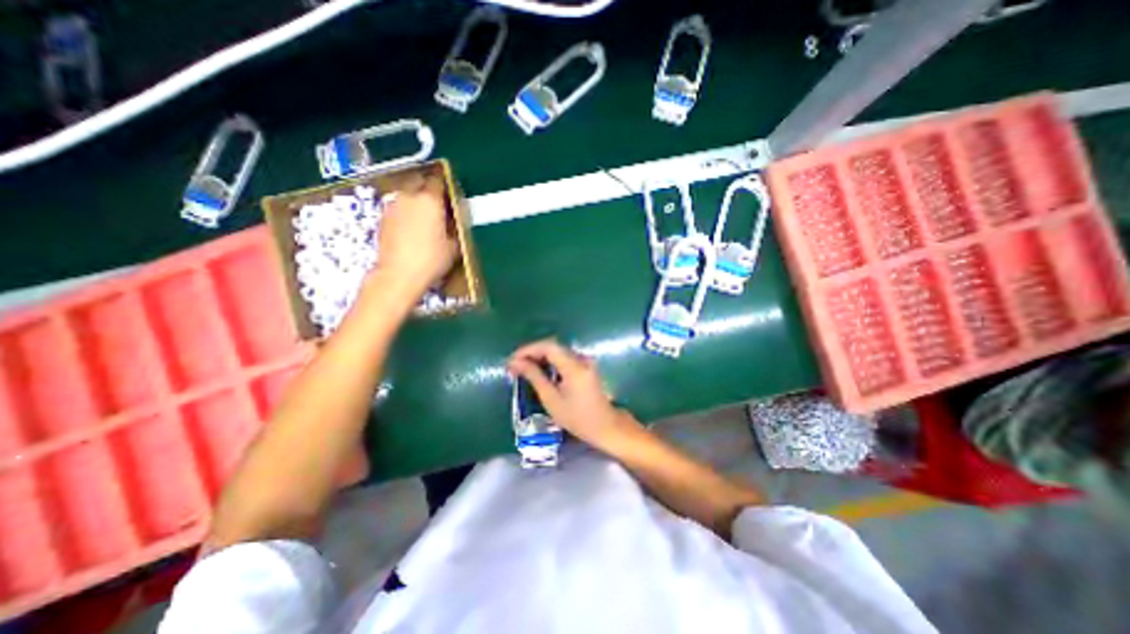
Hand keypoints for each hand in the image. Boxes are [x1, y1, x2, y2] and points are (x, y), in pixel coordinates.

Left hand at [374, 173, 454, 300]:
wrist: (399, 274)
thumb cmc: (432, 259)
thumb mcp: (453, 245)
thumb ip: (454, 227)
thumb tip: (453, 220)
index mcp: (430, 200)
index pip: (438, 181)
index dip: (445, 185)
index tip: (451, 193)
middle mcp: (409, 197)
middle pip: (418, 182)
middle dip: (427, 188)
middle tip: (438, 203)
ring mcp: (392, 206)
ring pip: (406, 194)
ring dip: (415, 200)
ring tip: (425, 216)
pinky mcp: (382, 218)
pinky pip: (398, 208)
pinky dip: (405, 212)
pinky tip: (412, 227)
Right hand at [505, 340, 639, 451]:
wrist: (605, 426)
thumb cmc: (577, 418)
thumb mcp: (552, 399)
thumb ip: (534, 377)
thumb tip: (516, 363)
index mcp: (574, 366)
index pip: (548, 346)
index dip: (528, 349)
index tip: (512, 360)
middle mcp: (581, 358)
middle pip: (552, 347)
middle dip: (531, 353)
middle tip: (514, 366)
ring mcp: (585, 361)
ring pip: (557, 351)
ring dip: (539, 357)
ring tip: (522, 369)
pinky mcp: (585, 366)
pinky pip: (563, 358)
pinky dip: (549, 362)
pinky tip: (539, 371)